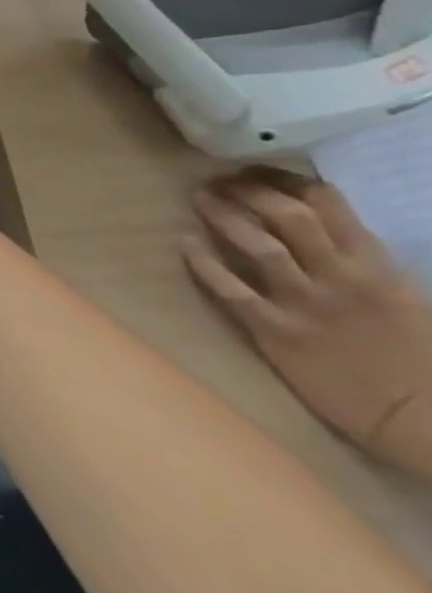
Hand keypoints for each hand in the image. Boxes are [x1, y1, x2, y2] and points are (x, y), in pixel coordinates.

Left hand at [185, 167, 431, 479]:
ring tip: (200, 197)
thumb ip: (361, 260)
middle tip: (218, 179)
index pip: (327, 205)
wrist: (425, 420)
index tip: (257, 171)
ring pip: (257, 245)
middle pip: (285, 217)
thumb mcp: (405, 295)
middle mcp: (338, 277)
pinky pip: (230, 290)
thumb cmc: (417, 356)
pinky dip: (203, 263)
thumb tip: (319, 224)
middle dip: (247, 190)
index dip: (285, 181)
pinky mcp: (276, 332)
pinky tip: (185, 243)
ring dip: (223, 215)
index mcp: (376, 266)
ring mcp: (304, 304)